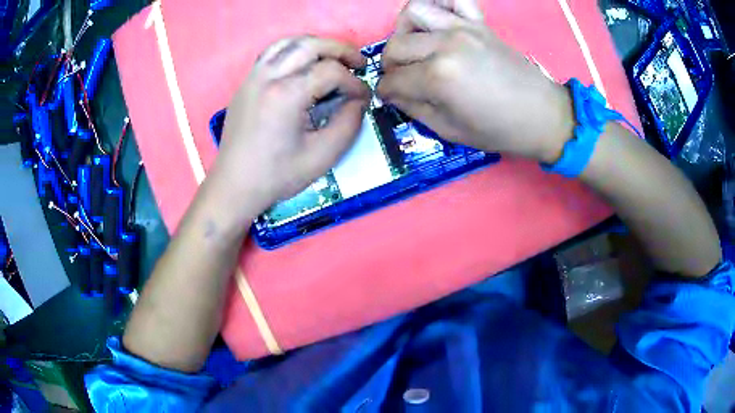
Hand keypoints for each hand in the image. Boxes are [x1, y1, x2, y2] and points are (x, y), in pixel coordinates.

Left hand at [210, 36, 369, 216]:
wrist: (235, 186)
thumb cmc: (277, 176)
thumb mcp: (323, 156)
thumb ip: (349, 124)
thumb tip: (359, 100)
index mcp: (286, 95)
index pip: (331, 72)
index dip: (354, 83)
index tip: (364, 98)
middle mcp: (268, 77)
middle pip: (311, 44)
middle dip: (340, 50)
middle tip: (359, 63)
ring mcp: (253, 77)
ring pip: (289, 42)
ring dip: (317, 45)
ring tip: (333, 58)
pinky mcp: (246, 83)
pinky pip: (272, 53)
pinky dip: (293, 50)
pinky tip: (304, 64)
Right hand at [378, 0, 573, 162]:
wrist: (542, 115)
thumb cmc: (499, 130)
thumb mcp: (449, 131)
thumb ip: (414, 108)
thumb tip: (392, 93)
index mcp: (438, 77)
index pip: (393, 80)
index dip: (385, 91)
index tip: (388, 96)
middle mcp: (446, 45)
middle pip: (396, 45)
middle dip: (390, 65)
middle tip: (401, 78)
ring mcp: (463, 28)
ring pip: (413, 12)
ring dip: (404, 30)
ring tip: (413, 46)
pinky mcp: (478, 23)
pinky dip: (439, 3)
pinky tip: (437, 21)